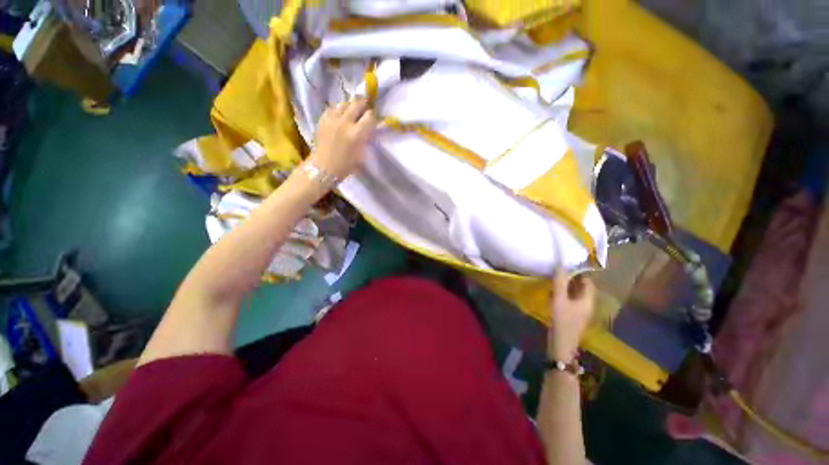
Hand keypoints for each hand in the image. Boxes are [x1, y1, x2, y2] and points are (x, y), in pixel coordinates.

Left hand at [310, 99, 376, 179]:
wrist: (324, 167)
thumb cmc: (347, 165)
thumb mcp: (362, 154)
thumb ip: (367, 139)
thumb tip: (371, 129)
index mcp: (357, 134)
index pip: (370, 116)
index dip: (373, 116)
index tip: (374, 119)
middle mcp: (345, 122)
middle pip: (357, 104)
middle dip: (363, 105)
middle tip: (365, 109)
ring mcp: (332, 119)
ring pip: (344, 103)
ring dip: (350, 106)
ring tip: (352, 111)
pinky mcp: (323, 119)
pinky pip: (333, 108)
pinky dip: (338, 110)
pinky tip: (340, 116)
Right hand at [548, 269, 595, 361]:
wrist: (561, 345)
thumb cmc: (562, 321)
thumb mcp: (559, 300)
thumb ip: (560, 283)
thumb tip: (560, 265)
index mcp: (588, 300)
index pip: (587, 281)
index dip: (579, 272)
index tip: (566, 264)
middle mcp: (586, 304)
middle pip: (581, 287)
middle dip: (571, 278)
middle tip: (557, 269)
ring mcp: (579, 310)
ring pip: (574, 293)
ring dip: (566, 285)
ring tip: (553, 277)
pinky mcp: (571, 314)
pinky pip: (569, 299)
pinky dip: (563, 293)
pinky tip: (552, 291)